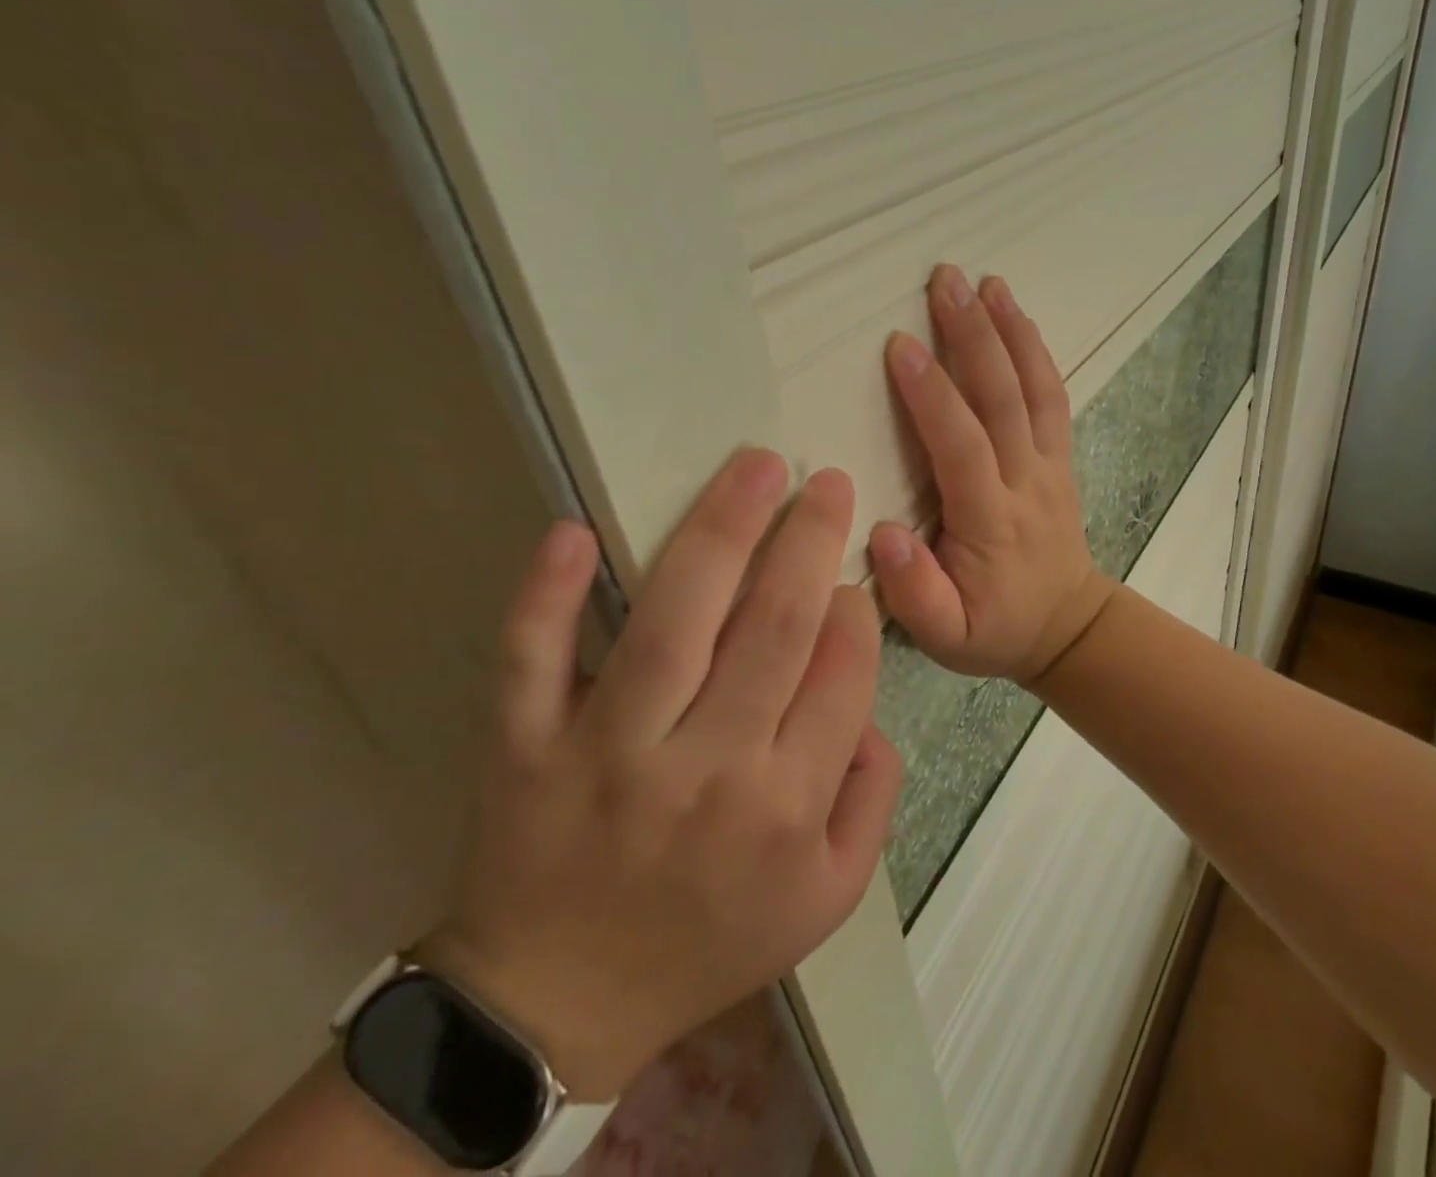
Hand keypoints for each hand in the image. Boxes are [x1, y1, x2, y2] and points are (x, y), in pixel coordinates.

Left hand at [418, 451, 901, 1099]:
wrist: (559, 1005)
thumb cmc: (709, 939)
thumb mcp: (830, 895)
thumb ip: (873, 797)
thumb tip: (868, 703)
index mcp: (787, 805)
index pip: (840, 673)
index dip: (853, 608)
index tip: (850, 573)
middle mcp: (707, 769)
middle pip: (773, 627)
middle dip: (809, 540)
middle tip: (826, 481)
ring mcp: (609, 753)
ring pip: (673, 622)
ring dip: (719, 532)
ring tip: (756, 467)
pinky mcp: (526, 747)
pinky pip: (533, 662)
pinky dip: (547, 596)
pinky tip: (573, 532)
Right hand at [868, 265, 1117, 684]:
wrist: (1067, 626)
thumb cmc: (996, 629)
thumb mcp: (947, 638)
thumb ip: (915, 593)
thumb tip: (883, 532)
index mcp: (991, 522)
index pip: (962, 447)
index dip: (934, 396)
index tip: (902, 346)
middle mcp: (1026, 482)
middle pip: (1003, 400)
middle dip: (974, 337)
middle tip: (945, 280)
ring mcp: (1049, 465)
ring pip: (1034, 389)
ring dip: (1010, 331)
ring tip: (986, 281)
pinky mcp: (1059, 458)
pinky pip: (1053, 398)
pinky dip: (1037, 353)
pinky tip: (1018, 316)